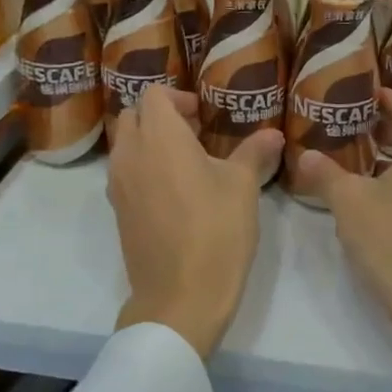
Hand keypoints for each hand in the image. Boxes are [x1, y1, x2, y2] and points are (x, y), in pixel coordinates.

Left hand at [106, 87, 282, 359]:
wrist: (180, 297)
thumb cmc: (216, 232)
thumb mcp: (243, 187)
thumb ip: (254, 152)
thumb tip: (273, 133)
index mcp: (160, 138)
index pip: (154, 94)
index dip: (179, 97)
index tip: (204, 116)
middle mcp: (130, 154)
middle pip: (133, 115)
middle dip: (160, 116)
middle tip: (195, 134)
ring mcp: (118, 185)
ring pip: (125, 144)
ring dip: (149, 142)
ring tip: (186, 163)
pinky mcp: (118, 211)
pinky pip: (124, 173)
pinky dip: (143, 168)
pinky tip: (174, 191)